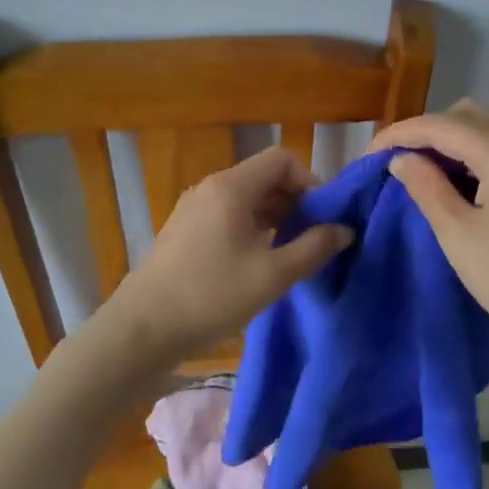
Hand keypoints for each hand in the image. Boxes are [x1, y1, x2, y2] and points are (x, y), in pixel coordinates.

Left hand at [109, 147, 354, 365]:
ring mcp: (193, 208)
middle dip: (295, 201)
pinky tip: (258, 261)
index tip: (323, 217)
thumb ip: (314, 248)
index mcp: (231, 188)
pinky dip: (251, 227)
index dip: (310, 181)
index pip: (281, 159)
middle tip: (313, 238)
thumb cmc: (211, 296)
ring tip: (291, 252)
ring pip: (246, 197)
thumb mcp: (273, 276)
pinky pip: (228, 214)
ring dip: (274, 216)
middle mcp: (210, 188)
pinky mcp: (184, 229)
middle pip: (264, 177)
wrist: (143, 328)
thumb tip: (344, 230)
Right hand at [369, 99, 488, 360]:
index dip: (401, 134)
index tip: (369, 156)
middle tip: (399, 163)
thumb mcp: (458, 233)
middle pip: (468, 116)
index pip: (442, 125)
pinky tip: (458, 188)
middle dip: (428, 131)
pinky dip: (473, 158)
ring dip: (451, 144)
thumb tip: (403, 159)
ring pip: (488, 132)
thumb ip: (426, 187)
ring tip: (423, 176)